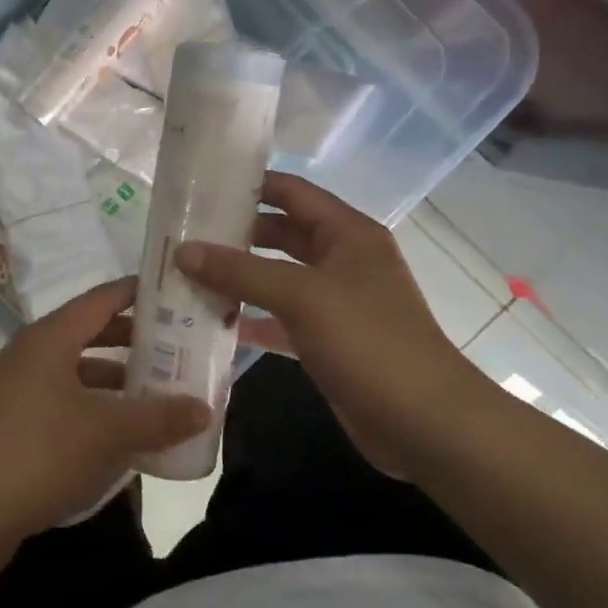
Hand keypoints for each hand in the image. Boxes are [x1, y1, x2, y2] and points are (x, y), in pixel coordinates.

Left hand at [0, 278, 211, 558]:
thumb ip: (158, 417)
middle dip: (133, 340)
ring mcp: (16, 387)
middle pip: (90, 333)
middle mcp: (30, 352)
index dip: (138, 292)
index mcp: (50, 337)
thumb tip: (204, 407)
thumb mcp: (108, 433)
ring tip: (156, 392)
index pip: (102, 298)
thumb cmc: (40, 453)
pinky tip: (119, 433)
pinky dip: (93, 406)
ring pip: (76, 370)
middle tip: (177, 347)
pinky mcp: (10, 421)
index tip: (175, 293)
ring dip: (115, 379)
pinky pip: (62, 399)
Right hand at [177, 172, 500, 475]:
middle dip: (235, 234)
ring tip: (187, 274)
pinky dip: (251, 318)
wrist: (425, 423)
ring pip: (276, 278)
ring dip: (238, 278)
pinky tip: (212, 323)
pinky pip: (280, 318)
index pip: (291, 192)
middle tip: (183, 235)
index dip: (249, 184)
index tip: (201, 186)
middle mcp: (341, 260)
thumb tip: (182, 251)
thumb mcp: (301, 296)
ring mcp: (335, 302)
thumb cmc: (368, 341)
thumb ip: (240, 271)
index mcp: (347, 233)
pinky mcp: (327, 340)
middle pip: (280, 234)